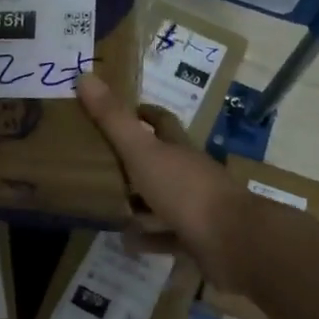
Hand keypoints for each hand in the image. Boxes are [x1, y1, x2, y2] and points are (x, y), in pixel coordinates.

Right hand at [76, 74, 242, 259]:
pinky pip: (167, 236)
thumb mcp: (142, 151)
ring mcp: (196, 207)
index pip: (162, 121)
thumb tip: (85, 77)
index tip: (122, 110)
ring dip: (139, 203)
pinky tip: (127, 241)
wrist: (233, 242)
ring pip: (163, 200)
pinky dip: (148, 238)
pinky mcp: (197, 238)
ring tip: (106, 205)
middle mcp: (189, 173)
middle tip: (100, 162)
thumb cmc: (185, 190)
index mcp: (178, 148)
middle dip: (135, 160)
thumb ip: (113, 119)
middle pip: (161, 160)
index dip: (143, 112)